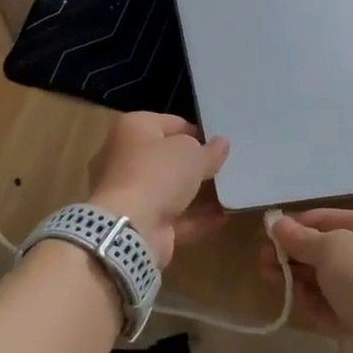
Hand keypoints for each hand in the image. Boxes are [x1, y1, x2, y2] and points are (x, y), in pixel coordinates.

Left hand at [86, 113, 229, 268]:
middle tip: (222, 166)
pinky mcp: (138, 223)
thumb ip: (210, 150)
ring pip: (168, 189)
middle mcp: (125, 157)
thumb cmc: (158, 174)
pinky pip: (172, 217)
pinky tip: (223, 217)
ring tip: (228, 191)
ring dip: (195, 192)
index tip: (218, 144)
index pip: (170, 123)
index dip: (196, 131)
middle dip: (193, 164)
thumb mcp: (193, 154)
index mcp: (133, 129)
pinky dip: (195, 218)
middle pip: (166, 157)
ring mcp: (129, 193)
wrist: (129, 229)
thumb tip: (221, 144)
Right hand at [264, 208, 352, 352]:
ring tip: (265, 273)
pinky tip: (288, 296)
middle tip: (262, 256)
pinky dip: (306, 299)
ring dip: (293, 274)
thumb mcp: (331, 247)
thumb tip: (276, 224)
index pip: (327, 218)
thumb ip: (300, 237)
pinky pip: (324, 305)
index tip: (267, 231)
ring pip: (320, 278)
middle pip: (322, 248)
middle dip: (292, 251)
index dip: (297, 223)